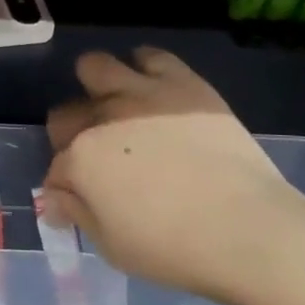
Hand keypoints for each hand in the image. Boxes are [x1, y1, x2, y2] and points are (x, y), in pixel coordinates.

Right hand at [41, 49, 304, 304]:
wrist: (248, 229)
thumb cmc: (174, 248)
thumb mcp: (111, 246)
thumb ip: (78, 214)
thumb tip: (56, 198)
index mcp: (80, 159)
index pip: (56, 168)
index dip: (65, 187)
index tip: (79, 201)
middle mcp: (102, 118)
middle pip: (66, 115)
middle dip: (72, 136)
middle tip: (99, 158)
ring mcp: (143, 95)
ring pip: (95, 66)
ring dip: (96, 88)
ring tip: (117, 108)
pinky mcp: (184, 84)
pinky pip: (151, 56)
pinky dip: (143, 68)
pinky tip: (153, 89)